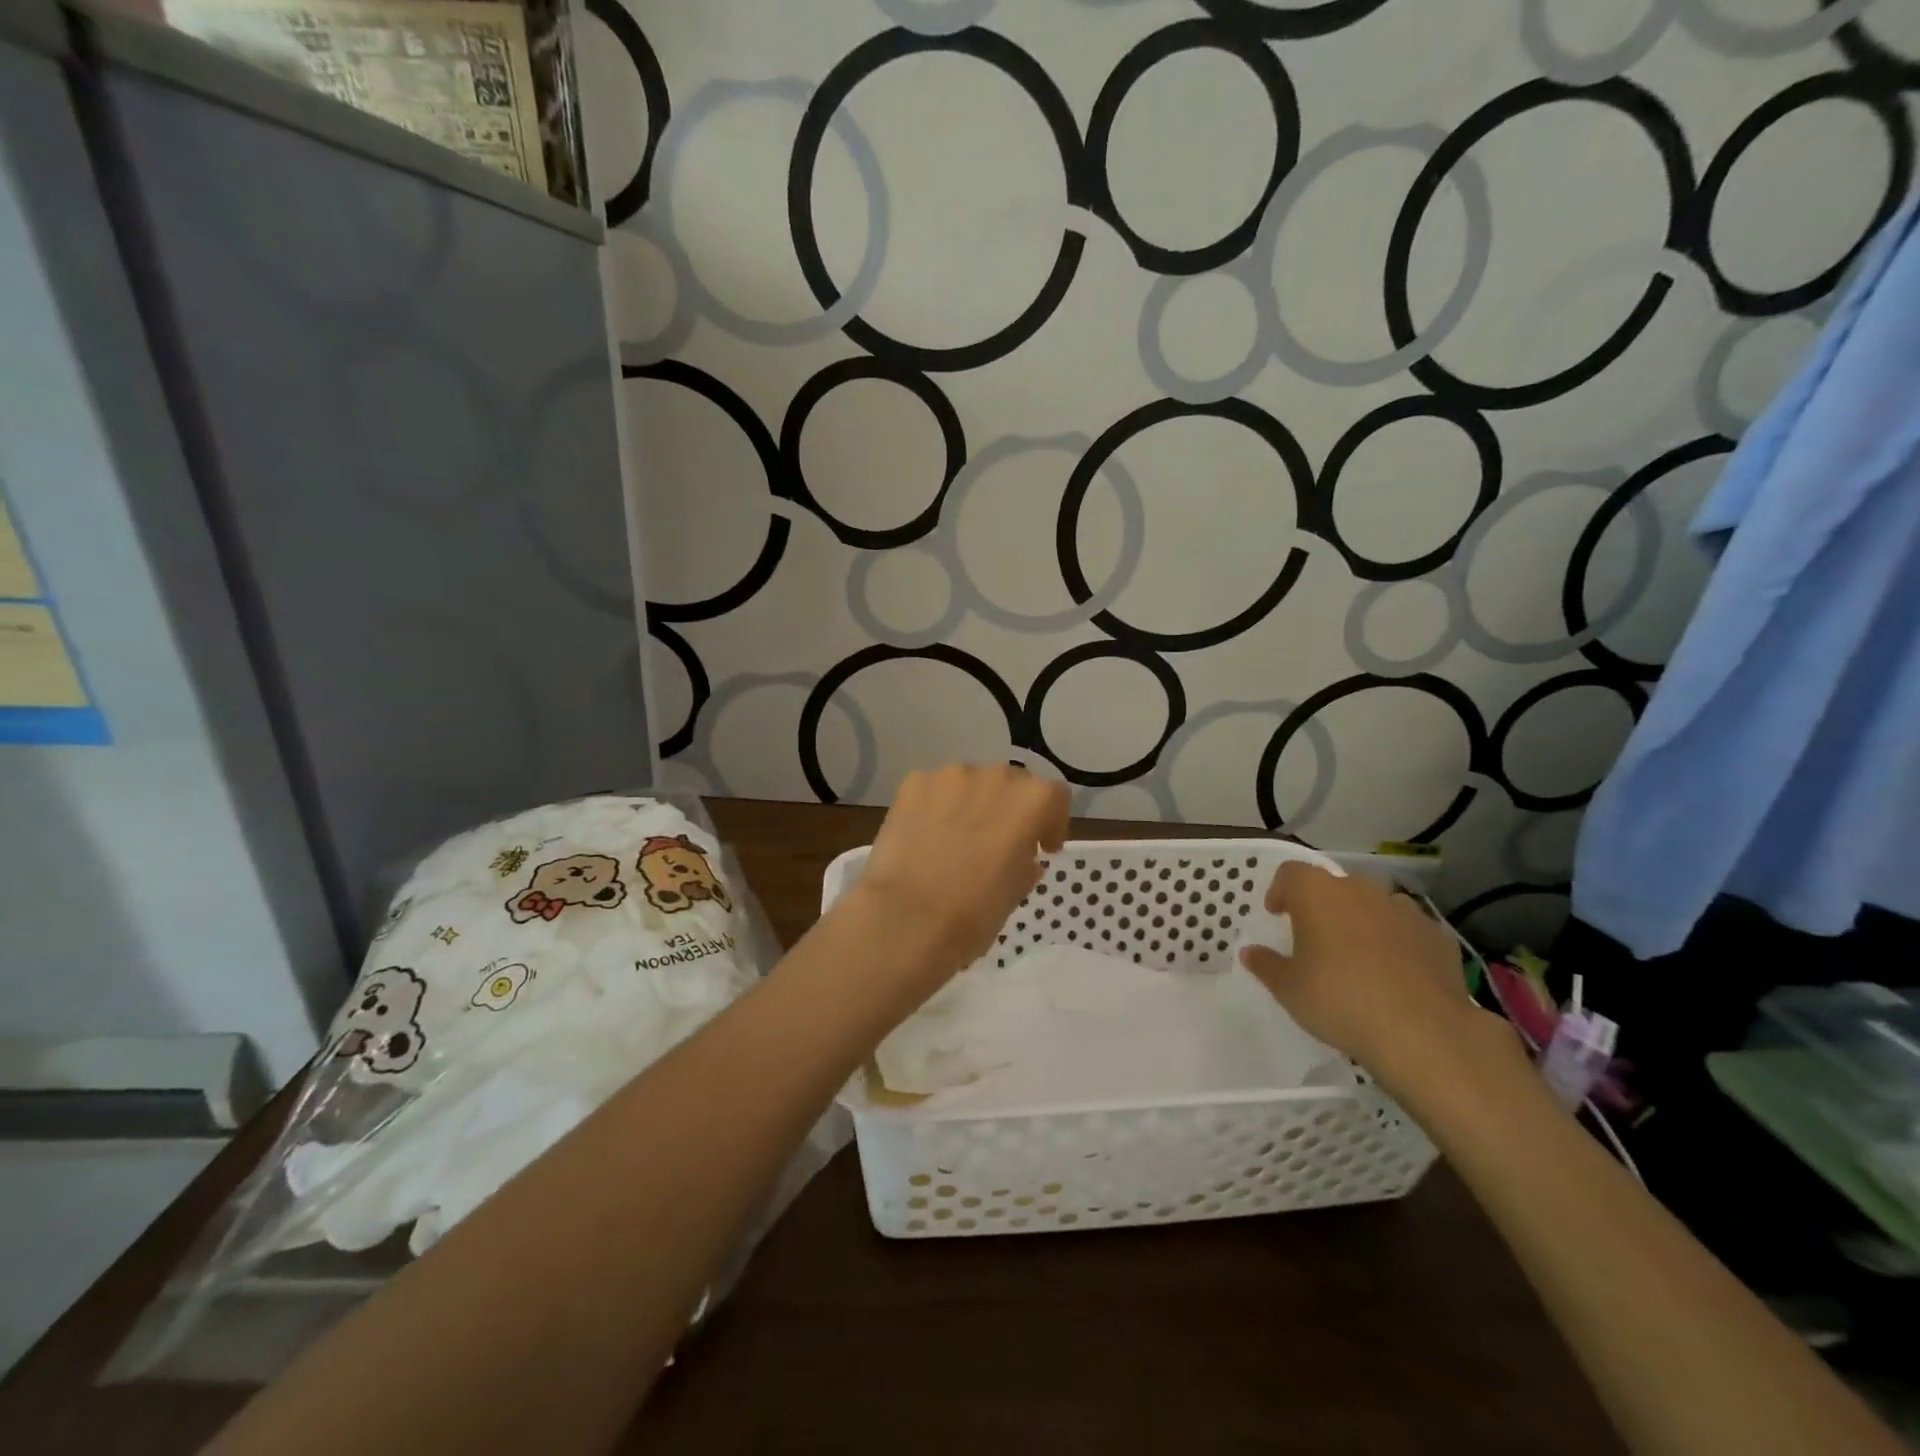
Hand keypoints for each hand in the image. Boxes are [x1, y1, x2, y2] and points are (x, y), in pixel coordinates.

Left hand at [847, 764, 1068, 992]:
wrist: (907, 918)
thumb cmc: (975, 912)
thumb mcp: (1017, 891)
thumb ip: (1026, 860)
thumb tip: (1020, 853)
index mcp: (1032, 801)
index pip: (1054, 796)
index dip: (1051, 822)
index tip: (1042, 848)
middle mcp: (995, 775)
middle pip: (1011, 783)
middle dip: (1009, 808)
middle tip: (997, 842)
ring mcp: (950, 775)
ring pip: (970, 783)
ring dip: (972, 803)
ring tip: (956, 838)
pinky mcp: (913, 783)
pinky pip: (934, 789)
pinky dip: (936, 806)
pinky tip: (926, 836)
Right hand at [1238, 861, 1505, 1083]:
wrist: (1423, 1032)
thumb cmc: (1339, 1000)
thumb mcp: (1288, 989)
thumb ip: (1266, 964)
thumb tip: (1249, 952)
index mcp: (1317, 894)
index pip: (1291, 873)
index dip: (1280, 891)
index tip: (1277, 915)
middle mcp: (1359, 890)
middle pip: (1334, 886)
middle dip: (1322, 906)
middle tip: (1315, 940)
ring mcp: (1403, 910)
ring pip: (1373, 905)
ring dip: (1361, 921)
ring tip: (1358, 958)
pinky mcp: (1437, 935)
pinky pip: (1407, 929)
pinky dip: (1397, 942)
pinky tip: (1397, 975)